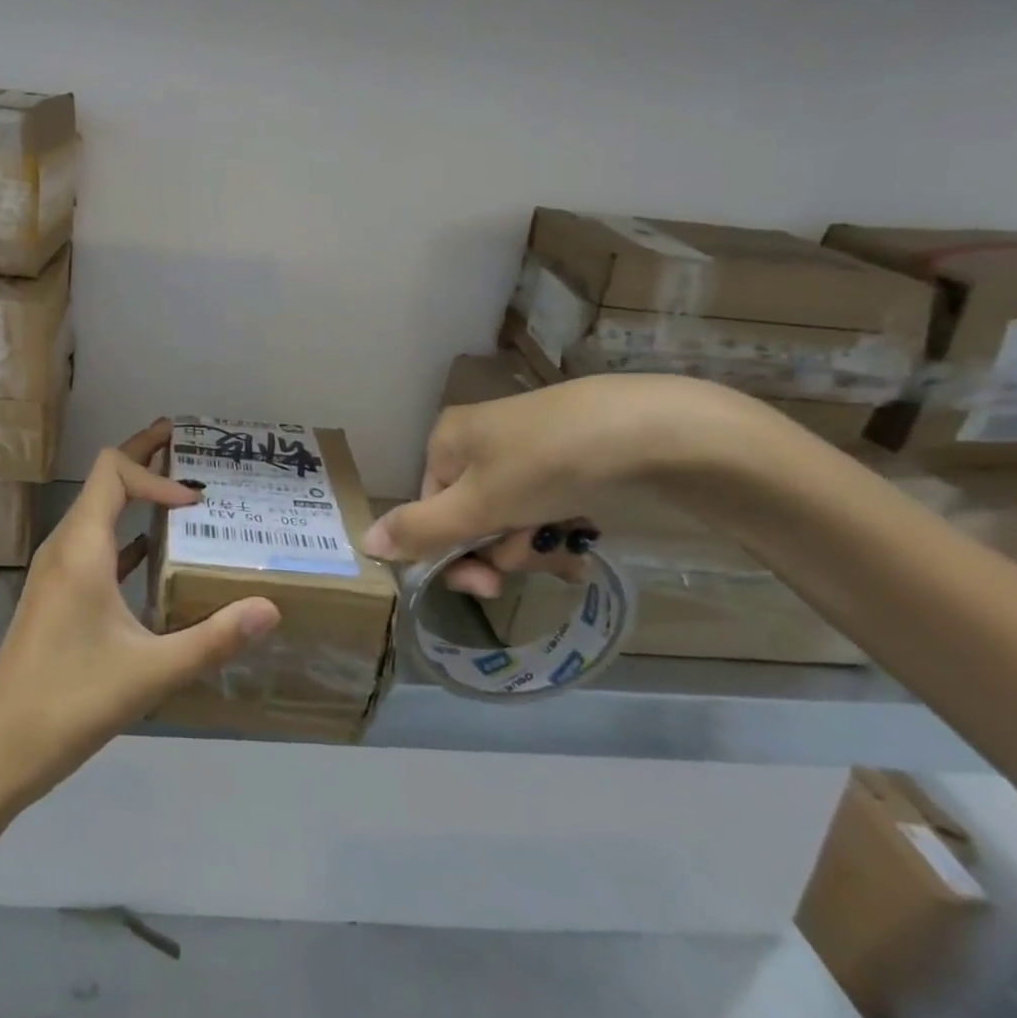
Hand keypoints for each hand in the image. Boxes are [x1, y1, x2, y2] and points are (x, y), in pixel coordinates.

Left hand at [0, 420, 280, 808]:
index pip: (113, 471)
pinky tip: (154, 553)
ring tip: (181, 496)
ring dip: (136, 496)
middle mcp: (65, 547)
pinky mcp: (57, 595)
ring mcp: (57, 571)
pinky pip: (95, 545)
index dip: (155, 473)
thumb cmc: (71, 701)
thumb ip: (213, 639)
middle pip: (103, 480)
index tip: (195, 502)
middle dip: (144, 457)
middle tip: (185, 442)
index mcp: (81, 548)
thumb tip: (270, 609)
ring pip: (98, 512)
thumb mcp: (151, 672)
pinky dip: (126, 534)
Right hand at [362, 374, 724, 590]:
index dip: (454, 554)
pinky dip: (559, 529)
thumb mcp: (478, 504)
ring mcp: (526, 450)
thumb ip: (421, 529)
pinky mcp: (567, 460)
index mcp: (447, 441)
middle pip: (471, 518)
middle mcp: (480, 442)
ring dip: (535, 544)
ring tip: (569, 544)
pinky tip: (584, 540)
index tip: (489, 586)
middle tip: (539, 555)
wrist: (652, 430)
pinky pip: (545, 507)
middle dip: (503, 548)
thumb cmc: (546, 464)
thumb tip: (364, 544)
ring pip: (511, 518)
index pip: (430, 510)